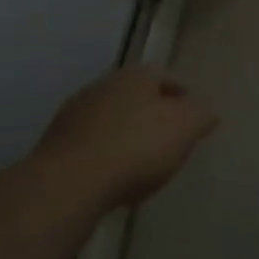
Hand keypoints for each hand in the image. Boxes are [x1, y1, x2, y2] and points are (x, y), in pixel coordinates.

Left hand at [34, 67, 217, 209]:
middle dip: (151, 116)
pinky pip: (89, 148)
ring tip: (139, 167)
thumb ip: (201, 115)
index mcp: (136, 74)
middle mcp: (102, 85)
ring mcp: (73, 116)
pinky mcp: (52, 147)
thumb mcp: (186, 127)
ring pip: (109, 121)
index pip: (166, 77)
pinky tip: (111, 180)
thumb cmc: (137, 146)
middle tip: (167, 142)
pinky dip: (102, 158)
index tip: (192, 122)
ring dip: (124, 137)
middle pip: (135, 98)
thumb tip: (205, 112)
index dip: (182, 98)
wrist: (68, 184)